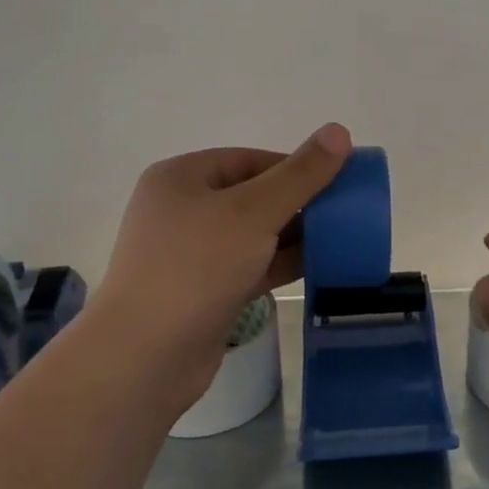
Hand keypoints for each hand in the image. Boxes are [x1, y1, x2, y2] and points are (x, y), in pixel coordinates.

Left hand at [82, 123, 351, 420]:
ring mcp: (191, 254)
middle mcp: (183, 211)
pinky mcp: (204, 292)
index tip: (337, 180)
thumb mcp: (254, 212)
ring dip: (293, 235)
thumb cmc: (196, 267)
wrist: (145, 358)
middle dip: (298, 203)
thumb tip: (339, 130)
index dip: (295, 167)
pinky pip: (250, 266)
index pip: (249, 160)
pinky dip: (281, 264)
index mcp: (182, 178)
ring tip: (340, 237)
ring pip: (253, 234)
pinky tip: (319, 265)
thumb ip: (300, 174)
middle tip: (343, 211)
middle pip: (252, 196)